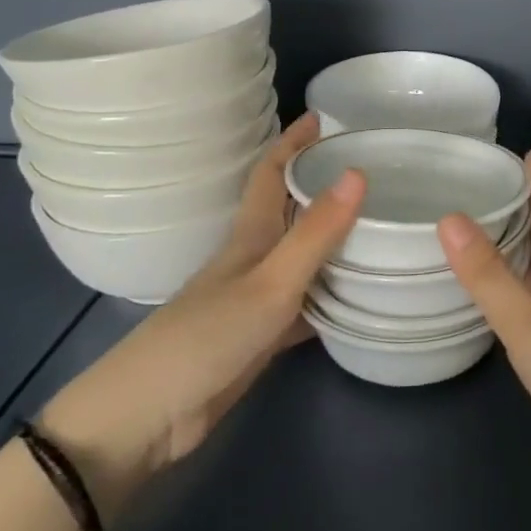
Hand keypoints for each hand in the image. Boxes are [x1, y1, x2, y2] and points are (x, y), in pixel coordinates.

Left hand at [41, 113, 364, 514]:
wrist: (150, 415)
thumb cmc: (207, 336)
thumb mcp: (271, 281)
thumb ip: (315, 232)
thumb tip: (358, 170)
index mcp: (251, 235)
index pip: (272, 172)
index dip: (294, 142)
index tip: (322, 115)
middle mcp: (255, 258)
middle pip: (292, 210)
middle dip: (322, 184)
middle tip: (370, 168)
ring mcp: (258, 298)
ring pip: (304, 256)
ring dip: (334, 238)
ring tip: (380, 223)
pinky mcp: (264, 335)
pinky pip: (309, 303)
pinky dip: (334, 294)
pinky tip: (363, 297)